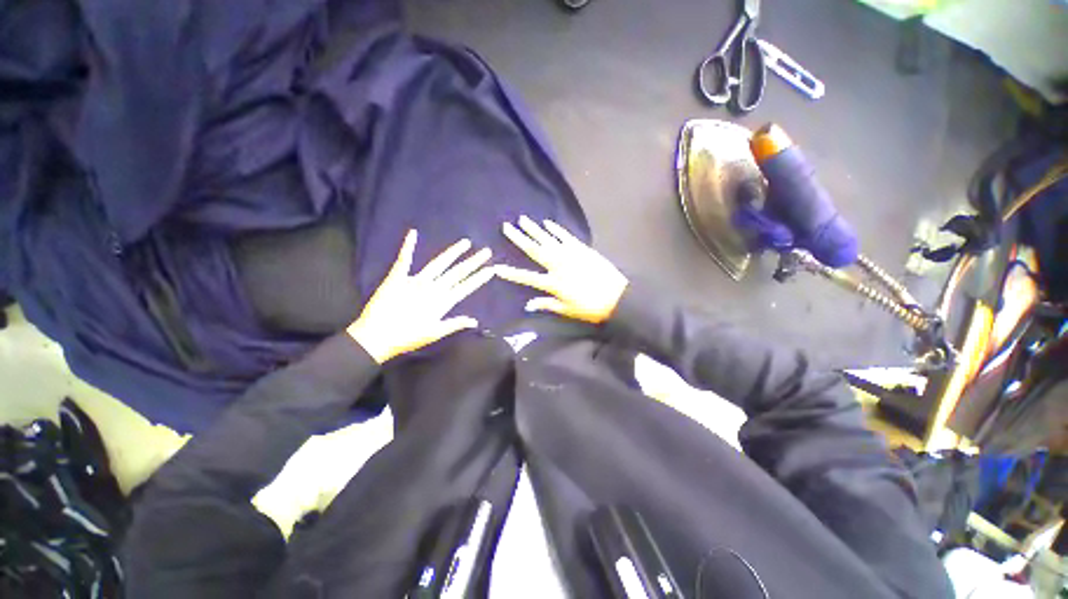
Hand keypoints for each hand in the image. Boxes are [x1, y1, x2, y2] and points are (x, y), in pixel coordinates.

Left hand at [347, 231, 494, 362]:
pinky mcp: (397, 278)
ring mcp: (415, 281)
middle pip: (457, 272)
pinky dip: (408, 246)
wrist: (376, 337)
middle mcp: (432, 288)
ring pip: (439, 263)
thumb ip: (455, 324)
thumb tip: (474, 321)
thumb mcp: (434, 333)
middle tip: (486, 251)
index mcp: (442, 302)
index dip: (479, 278)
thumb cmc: (407, 338)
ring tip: (466, 242)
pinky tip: (413, 233)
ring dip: (453, 252)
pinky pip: (404, 260)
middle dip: (473, 262)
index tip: (491, 269)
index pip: (465, 287)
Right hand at [496, 216, 627, 323]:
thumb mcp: (568, 310)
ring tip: (522, 219)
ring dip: (534, 229)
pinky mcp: (582, 249)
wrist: (618, 296)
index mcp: (553, 283)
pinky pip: (566, 236)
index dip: (511, 273)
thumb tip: (528, 305)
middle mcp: (558, 265)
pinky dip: (556, 229)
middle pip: (535, 250)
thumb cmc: (591, 308)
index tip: (496, 267)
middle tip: (506, 227)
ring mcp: (570, 255)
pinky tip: (547, 223)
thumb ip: (548, 305)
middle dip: (519, 238)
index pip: (527, 277)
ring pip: (548, 239)